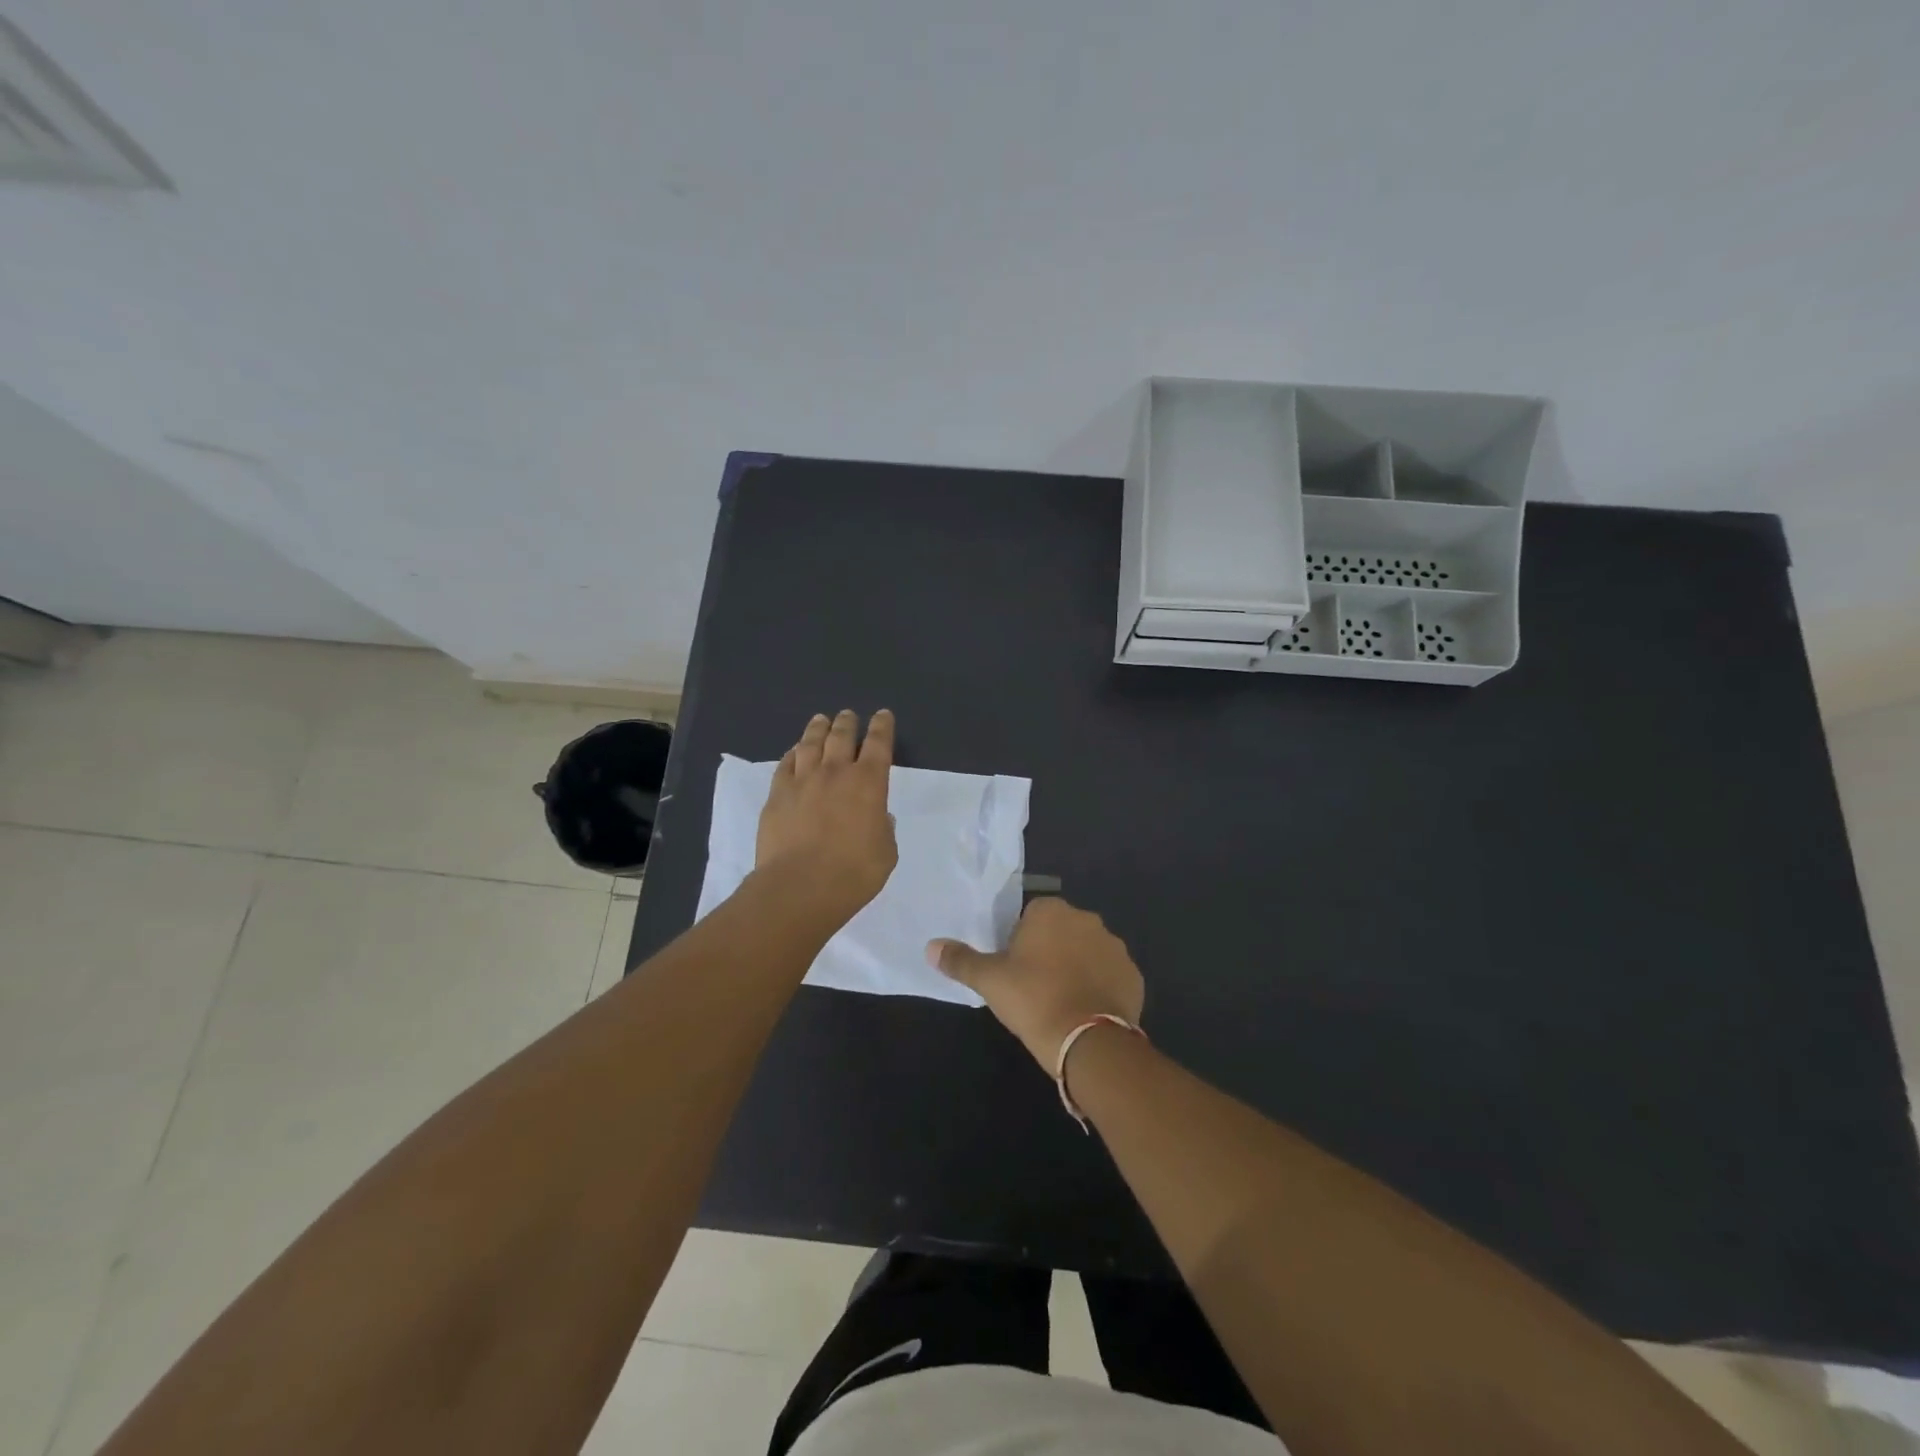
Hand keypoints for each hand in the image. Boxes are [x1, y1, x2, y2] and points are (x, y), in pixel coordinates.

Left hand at [755, 709, 897, 923]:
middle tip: (848, 715)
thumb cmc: (853, 873)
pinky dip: (792, 753)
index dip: (882, 727)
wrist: (800, 886)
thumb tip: (878, 816)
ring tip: (821, 720)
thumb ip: (883, 830)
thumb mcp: (885, 853)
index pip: (879, 744)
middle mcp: (836, 773)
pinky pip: (785, 764)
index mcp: (869, 783)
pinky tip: (794, 751)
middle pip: (842, 736)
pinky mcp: (777, 795)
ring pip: (810, 743)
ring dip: (818, 728)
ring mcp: (803, 781)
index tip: (883, 715)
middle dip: (848, 722)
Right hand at [927, 897, 1144, 1068]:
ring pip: (1087, 952)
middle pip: (1061, 931)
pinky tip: (1085, 1011)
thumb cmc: (1032, 999)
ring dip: (1077, 968)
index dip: (1021, 942)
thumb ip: (960, 960)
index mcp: (1051, 911)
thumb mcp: (989, 980)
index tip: (1015, 970)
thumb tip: (930, 947)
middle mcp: (1087, 919)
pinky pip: (1110, 975)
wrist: (1087, 1040)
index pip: (1031, 916)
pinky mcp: (1133, 974)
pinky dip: (1099, 987)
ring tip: (1062, 1002)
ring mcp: (1115, 946)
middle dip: (1051, 951)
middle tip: (1035, 987)